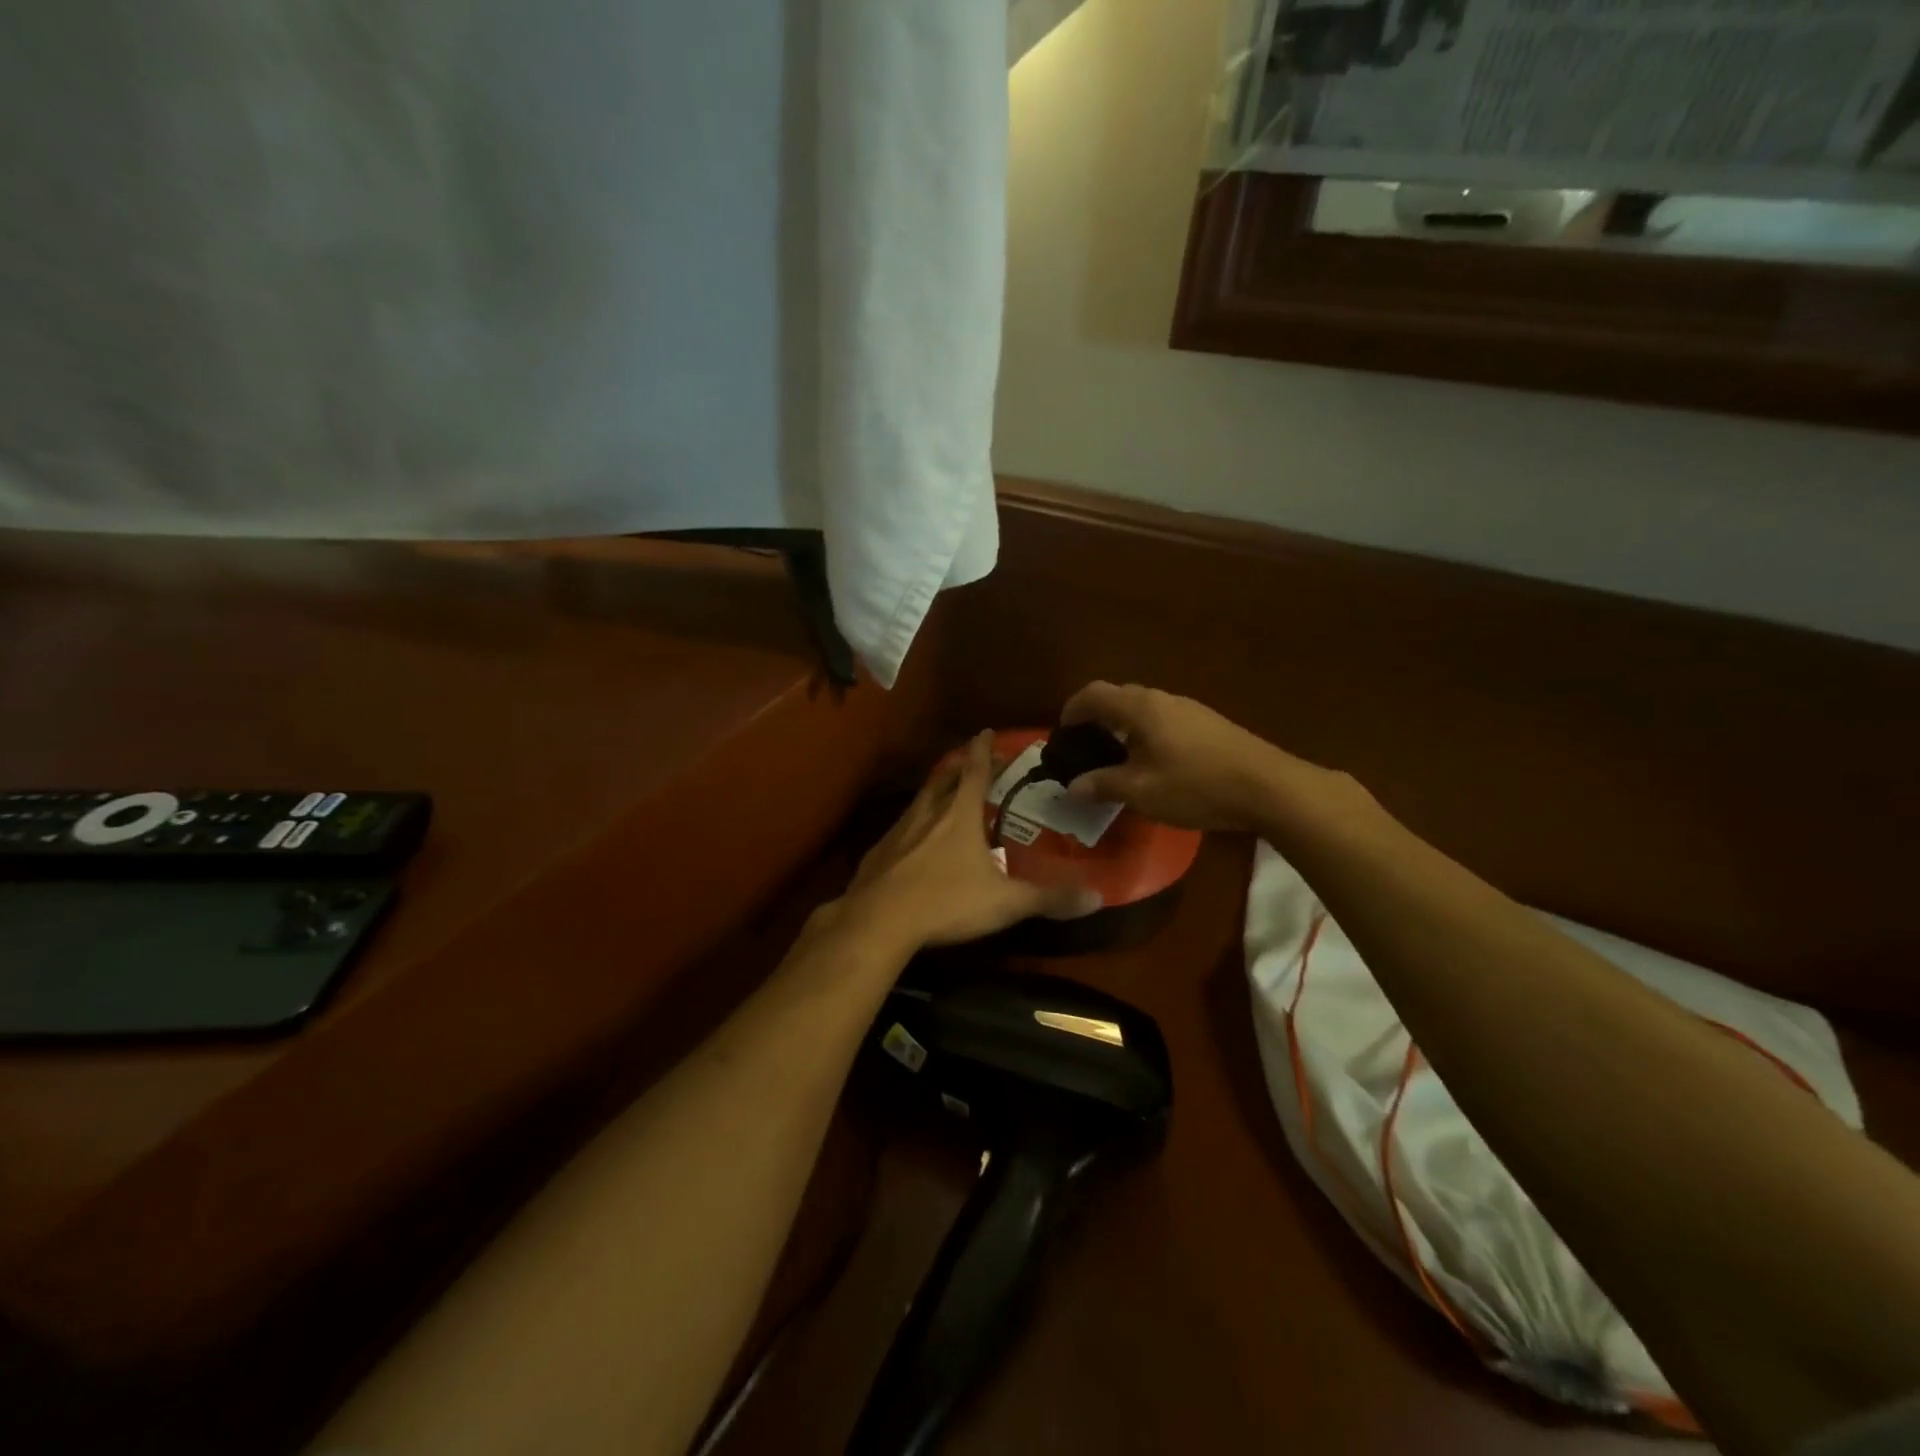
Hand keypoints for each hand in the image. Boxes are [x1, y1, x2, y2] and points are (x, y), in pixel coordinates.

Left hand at [843, 731, 1100, 949]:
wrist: (878, 920)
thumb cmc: (946, 902)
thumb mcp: (1005, 903)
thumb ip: (1049, 898)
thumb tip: (1097, 897)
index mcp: (959, 815)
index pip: (974, 772)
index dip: (983, 751)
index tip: (985, 732)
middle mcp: (927, 814)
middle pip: (943, 779)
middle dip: (958, 765)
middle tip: (968, 758)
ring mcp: (897, 831)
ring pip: (919, 801)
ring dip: (934, 791)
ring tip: (943, 794)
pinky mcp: (878, 853)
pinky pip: (900, 829)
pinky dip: (912, 825)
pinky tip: (912, 842)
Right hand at [1058, 681, 1301, 833]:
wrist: (1267, 787)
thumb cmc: (1196, 786)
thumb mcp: (1141, 792)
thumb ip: (1102, 785)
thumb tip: (1073, 786)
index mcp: (1140, 709)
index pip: (1094, 694)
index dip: (1072, 709)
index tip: (1062, 732)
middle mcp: (1162, 699)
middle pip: (1118, 696)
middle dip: (1096, 717)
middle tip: (1085, 746)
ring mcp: (1189, 708)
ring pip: (1143, 708)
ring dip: (1122, 725)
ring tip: (1116, 757)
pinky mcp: (1207, 723)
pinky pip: (1163, 718)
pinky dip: (1144, 732)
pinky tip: (1153, 762)